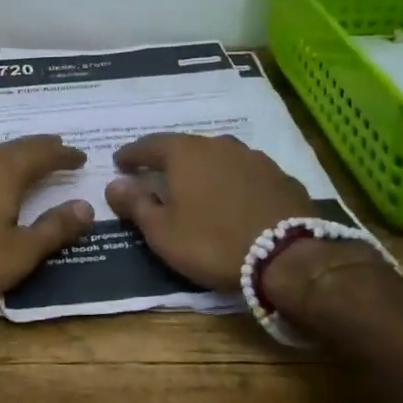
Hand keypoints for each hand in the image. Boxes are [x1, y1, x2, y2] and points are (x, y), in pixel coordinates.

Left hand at [0, 135, 94, 321]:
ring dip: (13, 156)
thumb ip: (53, 229)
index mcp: (3, 174)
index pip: (41, 153)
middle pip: (14, 147)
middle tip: (57, 149)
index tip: (81, 155)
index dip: (63, 154)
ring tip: (27, 163)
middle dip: (39, 148)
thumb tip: (86, 205)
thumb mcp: (18, 254)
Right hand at [104, 133, 313, 293]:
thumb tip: (114, 184)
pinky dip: (231, 181)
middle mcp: (219, 145)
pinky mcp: (279, 176)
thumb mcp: (163, 232)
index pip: (149, 145)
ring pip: (218, 157)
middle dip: (168, 160)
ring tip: (195, 187)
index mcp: (186, 153)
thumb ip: (136, 204)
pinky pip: (245, 173)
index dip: (131, 155)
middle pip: (185, 147)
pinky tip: (232, 198)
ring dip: (203, 169)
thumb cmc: (213, 243)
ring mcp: (253, 158)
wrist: (288, 256)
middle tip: (156, 175)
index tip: (119, 164)